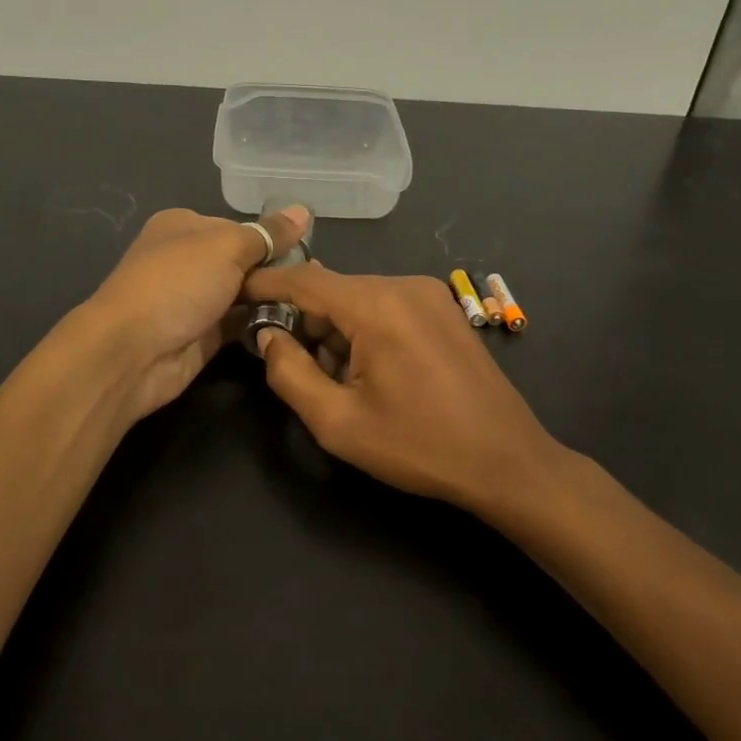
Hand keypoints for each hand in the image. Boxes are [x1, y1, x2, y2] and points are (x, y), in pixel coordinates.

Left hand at [86, 205, 311, 419]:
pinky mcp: (201, 335)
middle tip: (316, 283)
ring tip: (312, 305)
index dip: (272, 239)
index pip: (239, 227)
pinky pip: (240, 325)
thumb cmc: (178, 284)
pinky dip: (262, 324)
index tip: (309, 253)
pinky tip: (294, 326)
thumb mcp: (227, 247)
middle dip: (276, 271)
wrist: (133, 351)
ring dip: (272, 300)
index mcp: (184, 226)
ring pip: (243, 295)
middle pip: (243, 261)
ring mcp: (193, 300)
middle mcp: (187, 260)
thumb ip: (268, 234)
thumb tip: (304, 210)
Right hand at [242, 264, 574, 516]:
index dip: (264, 284)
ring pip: (358, 300)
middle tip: (288, 363)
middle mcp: (404, 285)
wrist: (507, 461)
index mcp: (377, 305)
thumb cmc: (418, 446)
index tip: (233, 293)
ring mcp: (430, 294)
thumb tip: (268, 337)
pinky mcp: (444, 310)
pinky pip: (386, 307)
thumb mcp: (338, 422)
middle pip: (332, 290)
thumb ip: (290, 373)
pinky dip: (363, 330)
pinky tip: (368, 372)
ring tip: (336, 381)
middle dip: (303, 321)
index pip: (303, 279)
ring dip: (335, 331)